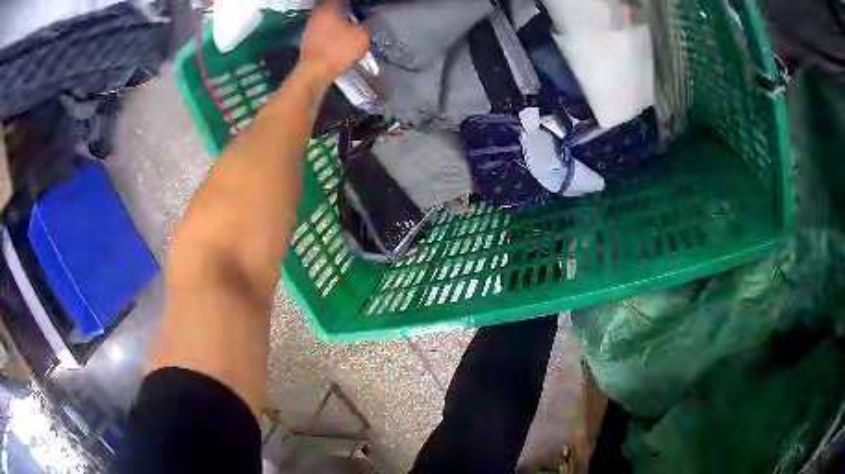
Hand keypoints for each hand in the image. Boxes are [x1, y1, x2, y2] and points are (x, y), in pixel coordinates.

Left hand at [300, 0, 369, 83]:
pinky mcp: (308, 41)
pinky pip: (324, 32)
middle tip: (356, 14)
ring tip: (351, 27)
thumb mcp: (362, 36)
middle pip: (332, 7)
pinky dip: (332, 34)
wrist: (315, 72)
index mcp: (328, 7)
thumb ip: (363, 26)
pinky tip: (341, 40)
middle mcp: (316, 15)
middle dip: (344, 11)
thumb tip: (361, 26)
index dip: (351, 3)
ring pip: (327, 20)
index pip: (341, 0)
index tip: (359, 6)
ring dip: (338, 22)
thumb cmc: (337, 50)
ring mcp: (309, 28)